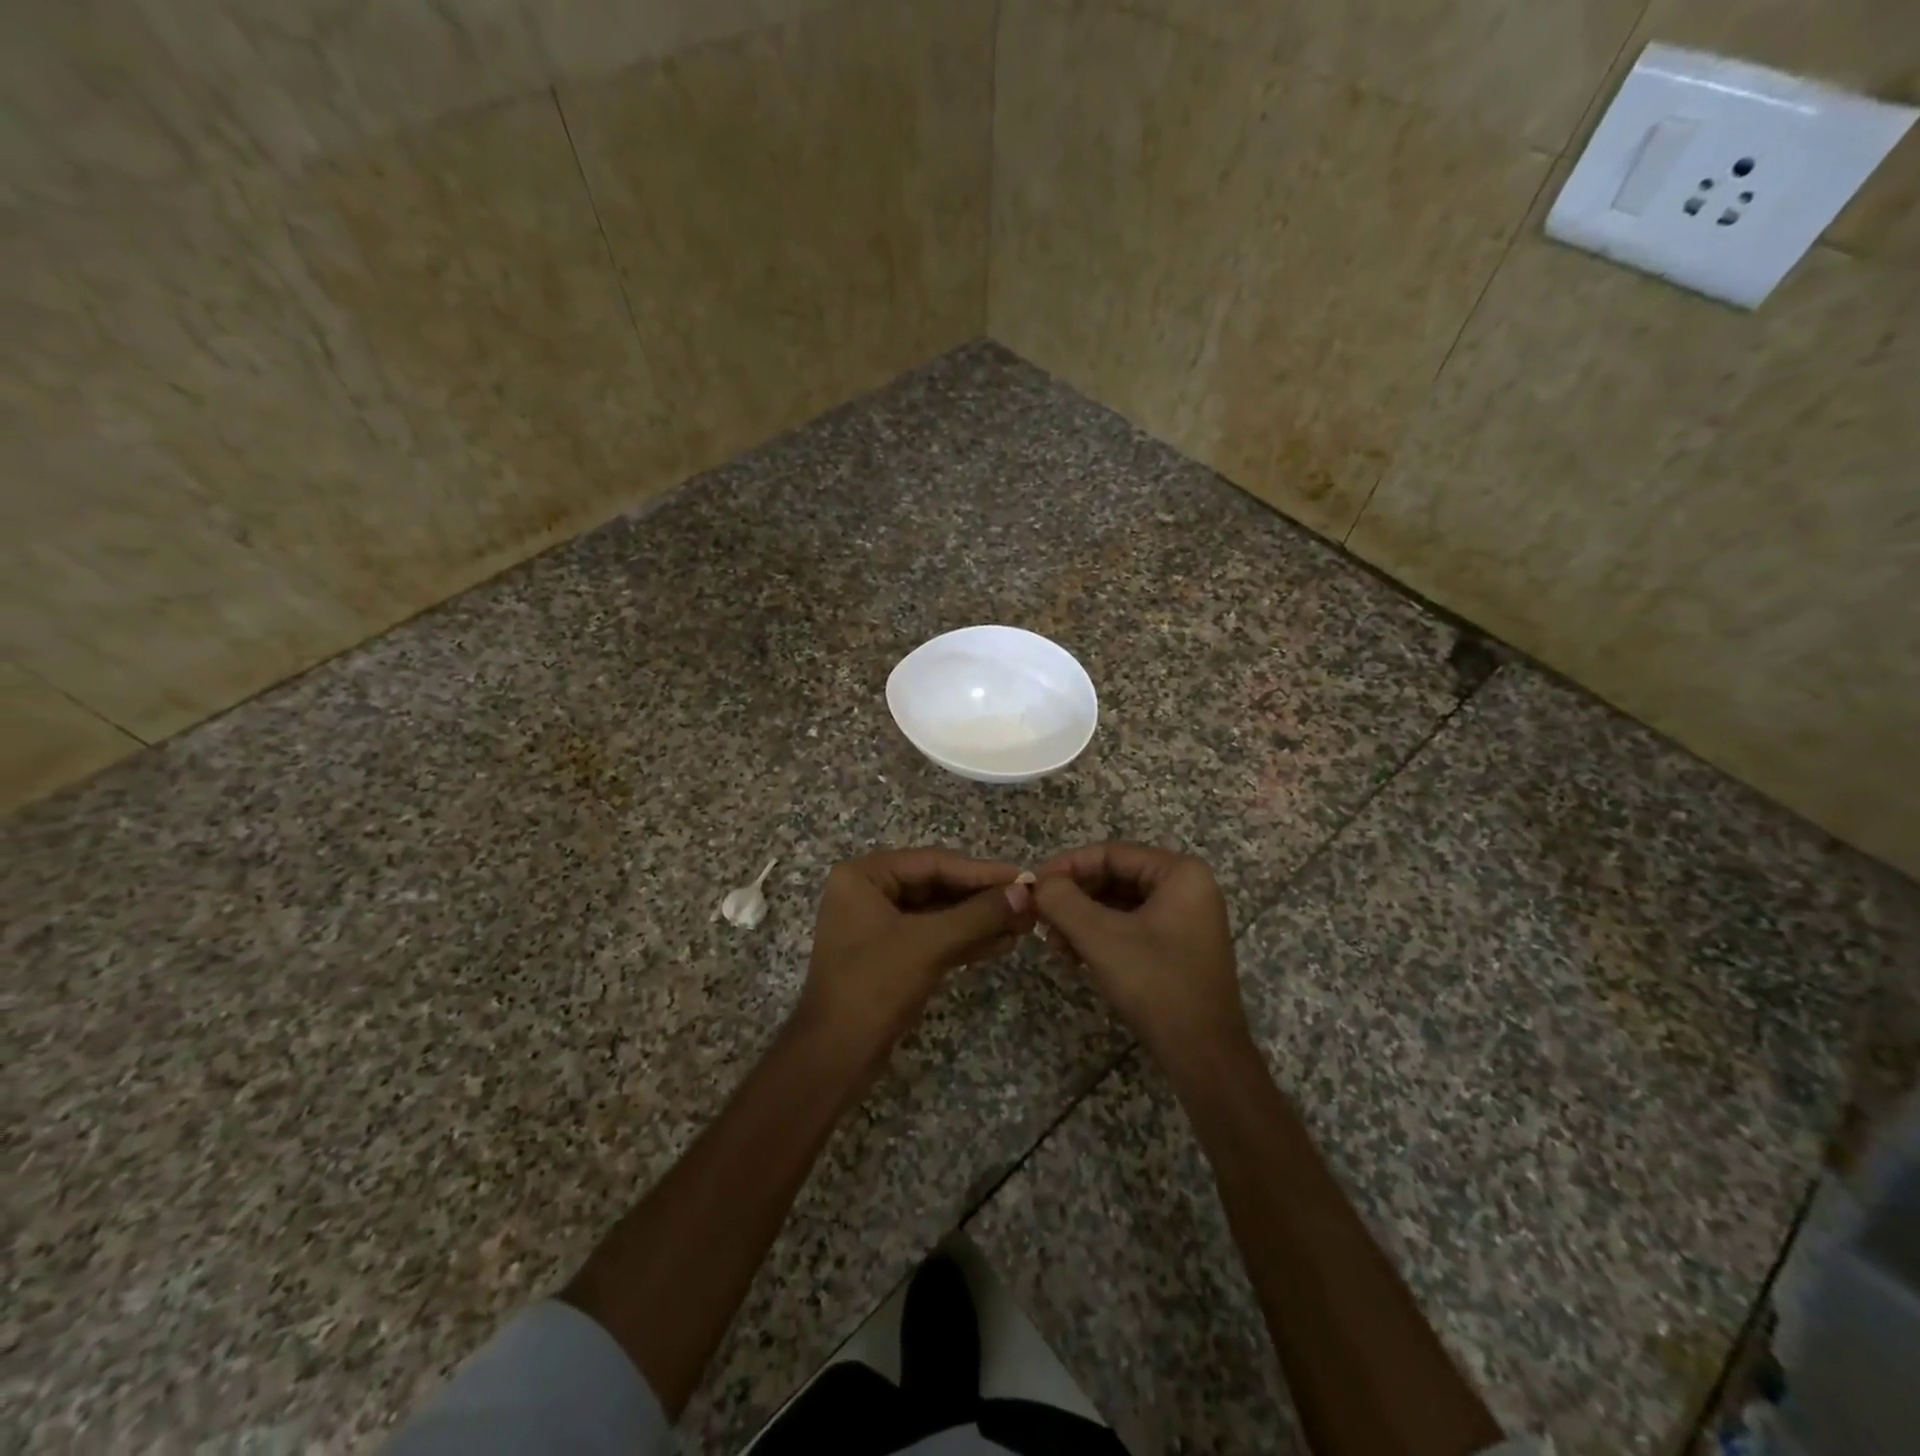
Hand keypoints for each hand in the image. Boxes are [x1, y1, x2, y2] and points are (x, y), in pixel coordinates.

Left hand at [799, 849, 1034, 1068]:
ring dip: (980, 920)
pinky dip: (966, 940)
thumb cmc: (874, 986)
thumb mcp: (929, 944)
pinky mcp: (891, 955)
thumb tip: (1024, 893)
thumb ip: (977, 915)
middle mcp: (869, 892)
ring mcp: (879, 925)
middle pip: (937, 885)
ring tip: (1025, 924)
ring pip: (939, 913)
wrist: (834, 1058)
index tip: (1023, 876)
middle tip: (1029, 902)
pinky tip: (1003, 943)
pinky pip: (934, 937)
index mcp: (864, 876)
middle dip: (983, 897)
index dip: (981, 871)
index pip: (933, 863)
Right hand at [1032, 843, 1251, 1073]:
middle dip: (1074, 898)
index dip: (1067, 866)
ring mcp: (1186, 917)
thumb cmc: (1155, 984)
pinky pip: (1132, 925)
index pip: (1111, 853)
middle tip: (1041, 918)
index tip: (1033, 885)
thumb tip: (1038, 883)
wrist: (1204, 1055)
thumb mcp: (1101, 938)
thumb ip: (1063, 901)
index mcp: (1180, 873)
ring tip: (1054, 944)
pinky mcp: (1179, 945)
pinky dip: (1101, 935)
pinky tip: (1074, 955)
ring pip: (1120, 903)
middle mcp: (1188, 887)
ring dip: (1083, 919)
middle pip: (1115, 877)